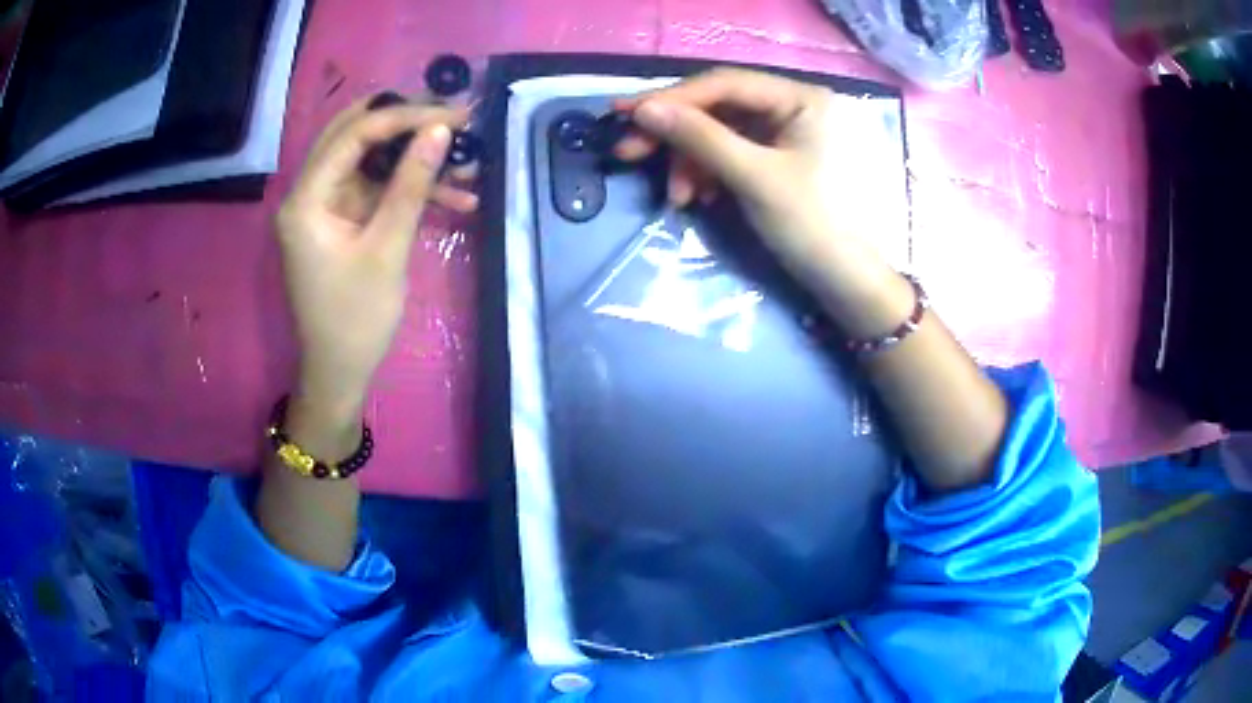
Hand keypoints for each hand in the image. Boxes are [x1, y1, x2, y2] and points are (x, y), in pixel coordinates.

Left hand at [276, 98, 477, 412]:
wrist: (339, 373)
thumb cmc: (355, 320)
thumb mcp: (386, 249)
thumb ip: (411, 185)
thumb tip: (440, 130)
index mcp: (307, 198)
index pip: (355, 134)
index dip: (406, 116)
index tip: (456, 115)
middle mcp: (310, 192)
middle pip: (357, 135)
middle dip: (408, 124)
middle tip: (454, 120)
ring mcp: (326, 205)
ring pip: (373, 161)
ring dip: (416, 160)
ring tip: (467, 165)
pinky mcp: (342, 220)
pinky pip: (378, 189)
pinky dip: (410, 189)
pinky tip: (455, 198)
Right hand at [615, 69, 884, 288]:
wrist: (848, 285)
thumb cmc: (813, 226)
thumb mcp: (754, 177)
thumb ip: (700, 138)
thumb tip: (644, 109)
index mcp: (801, 98)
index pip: (724, 84)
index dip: (671, 98)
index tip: (624, 114)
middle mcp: (794, 106)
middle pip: (719, 107)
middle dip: (675, 133)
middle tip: (627, 152)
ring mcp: (787, 134)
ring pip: (721, 134)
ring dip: (690, 162)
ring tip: (677, 198)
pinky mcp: (779, 160)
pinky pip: (733, 155)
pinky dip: (709, 174)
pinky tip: (698, 198)